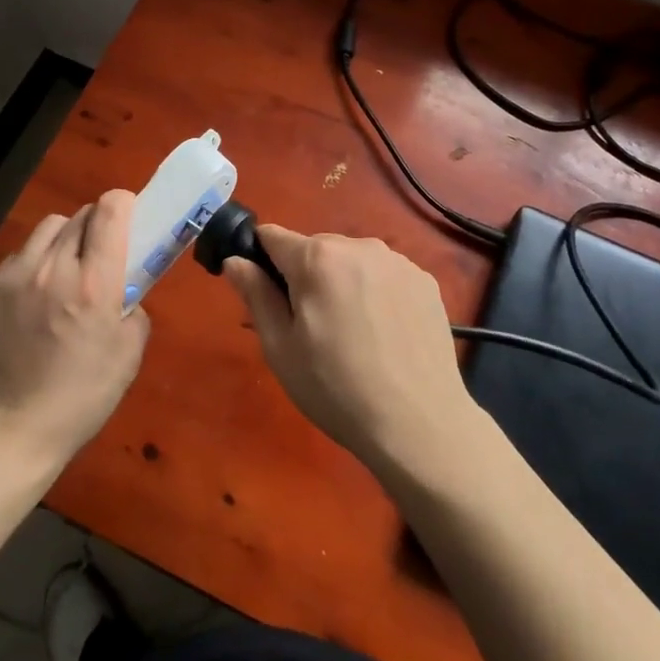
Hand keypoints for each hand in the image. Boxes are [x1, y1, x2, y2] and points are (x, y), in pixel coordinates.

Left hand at [0, 190, 148, 466]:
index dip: (123, 204)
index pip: (110, 211)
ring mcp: (16, 275)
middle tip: (102, 253)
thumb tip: (124, 291)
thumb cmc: (83, 395)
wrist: (13, 427)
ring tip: (66, 268)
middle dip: (98, 224)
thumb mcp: (129, 354)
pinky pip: (21, 254)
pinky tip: (37, 293)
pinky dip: (36, 261)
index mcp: (94, 284)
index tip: (130, 217)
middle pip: (81, 215)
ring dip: (66, 237)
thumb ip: (134, 308)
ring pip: (48, 227)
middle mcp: (54, 268)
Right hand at [225, 227, 478, 474]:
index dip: (261, 261)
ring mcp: (397, 261)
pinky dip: (376, 292)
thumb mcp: (280, 348)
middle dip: (304, 276)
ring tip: (352, 334)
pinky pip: (384, 274)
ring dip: (342, 282)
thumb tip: (235, 260)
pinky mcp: (425, 280)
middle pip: (314, 248)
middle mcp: (358, 245)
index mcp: (316, 257)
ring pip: (351, 260)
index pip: (271, 236)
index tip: (266, 296)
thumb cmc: (336, 389)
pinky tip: (384, 334)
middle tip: (310, 327)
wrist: (419, 424)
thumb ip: (255, 294)